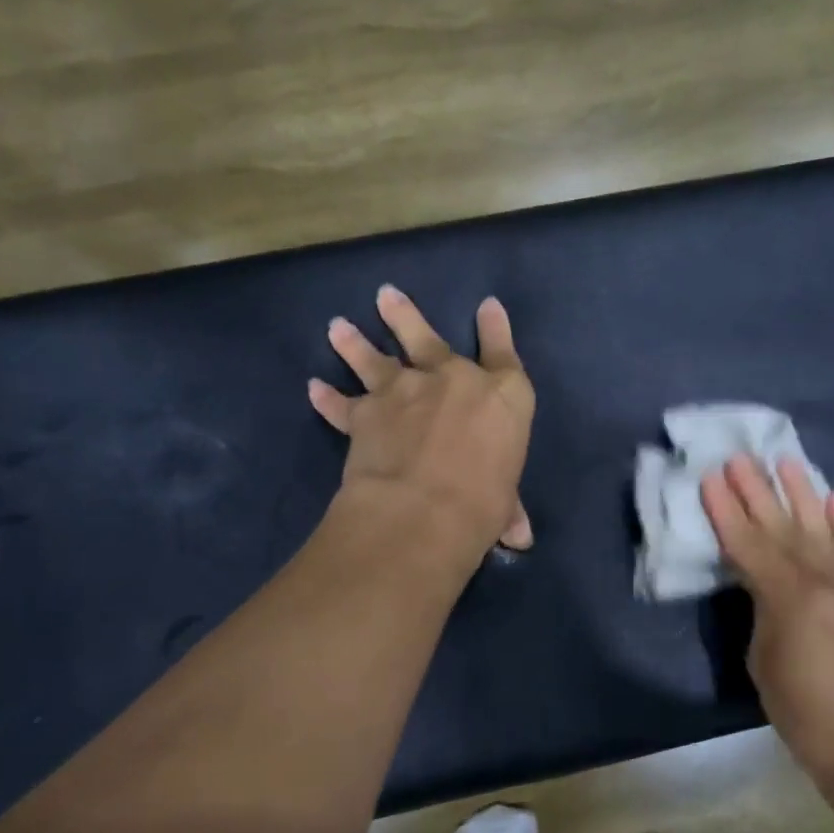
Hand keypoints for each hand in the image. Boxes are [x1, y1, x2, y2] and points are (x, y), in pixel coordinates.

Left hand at [309, 286, 535, 558]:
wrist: (424, 509)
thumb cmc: (483, 503)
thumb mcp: (504, 504)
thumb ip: (508, 509)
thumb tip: (520, 536)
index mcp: (501, 396)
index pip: (503, 354)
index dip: (497, 329)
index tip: (488, 306)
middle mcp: (452, 380)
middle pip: (428, 339)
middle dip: (406, 317)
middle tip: (385, 295)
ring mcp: (405, 391)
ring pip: (376, 360)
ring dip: (355, 343)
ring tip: (338, 326)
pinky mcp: (366, 413)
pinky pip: (342, 404)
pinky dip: (327, 399)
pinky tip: (313, 389)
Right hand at [700, 455, 833, 784]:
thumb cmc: (805, 714)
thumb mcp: (764, 660)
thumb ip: (764, 611)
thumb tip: (768, 587)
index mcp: (788, 596)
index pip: (748, 544)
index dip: (726, 511)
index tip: (711, 477)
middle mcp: (825, 580)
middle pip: (784, 527)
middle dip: (758, 491)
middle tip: (739, 457)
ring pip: (824, 528)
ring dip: (803, 493)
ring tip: (787, 461)